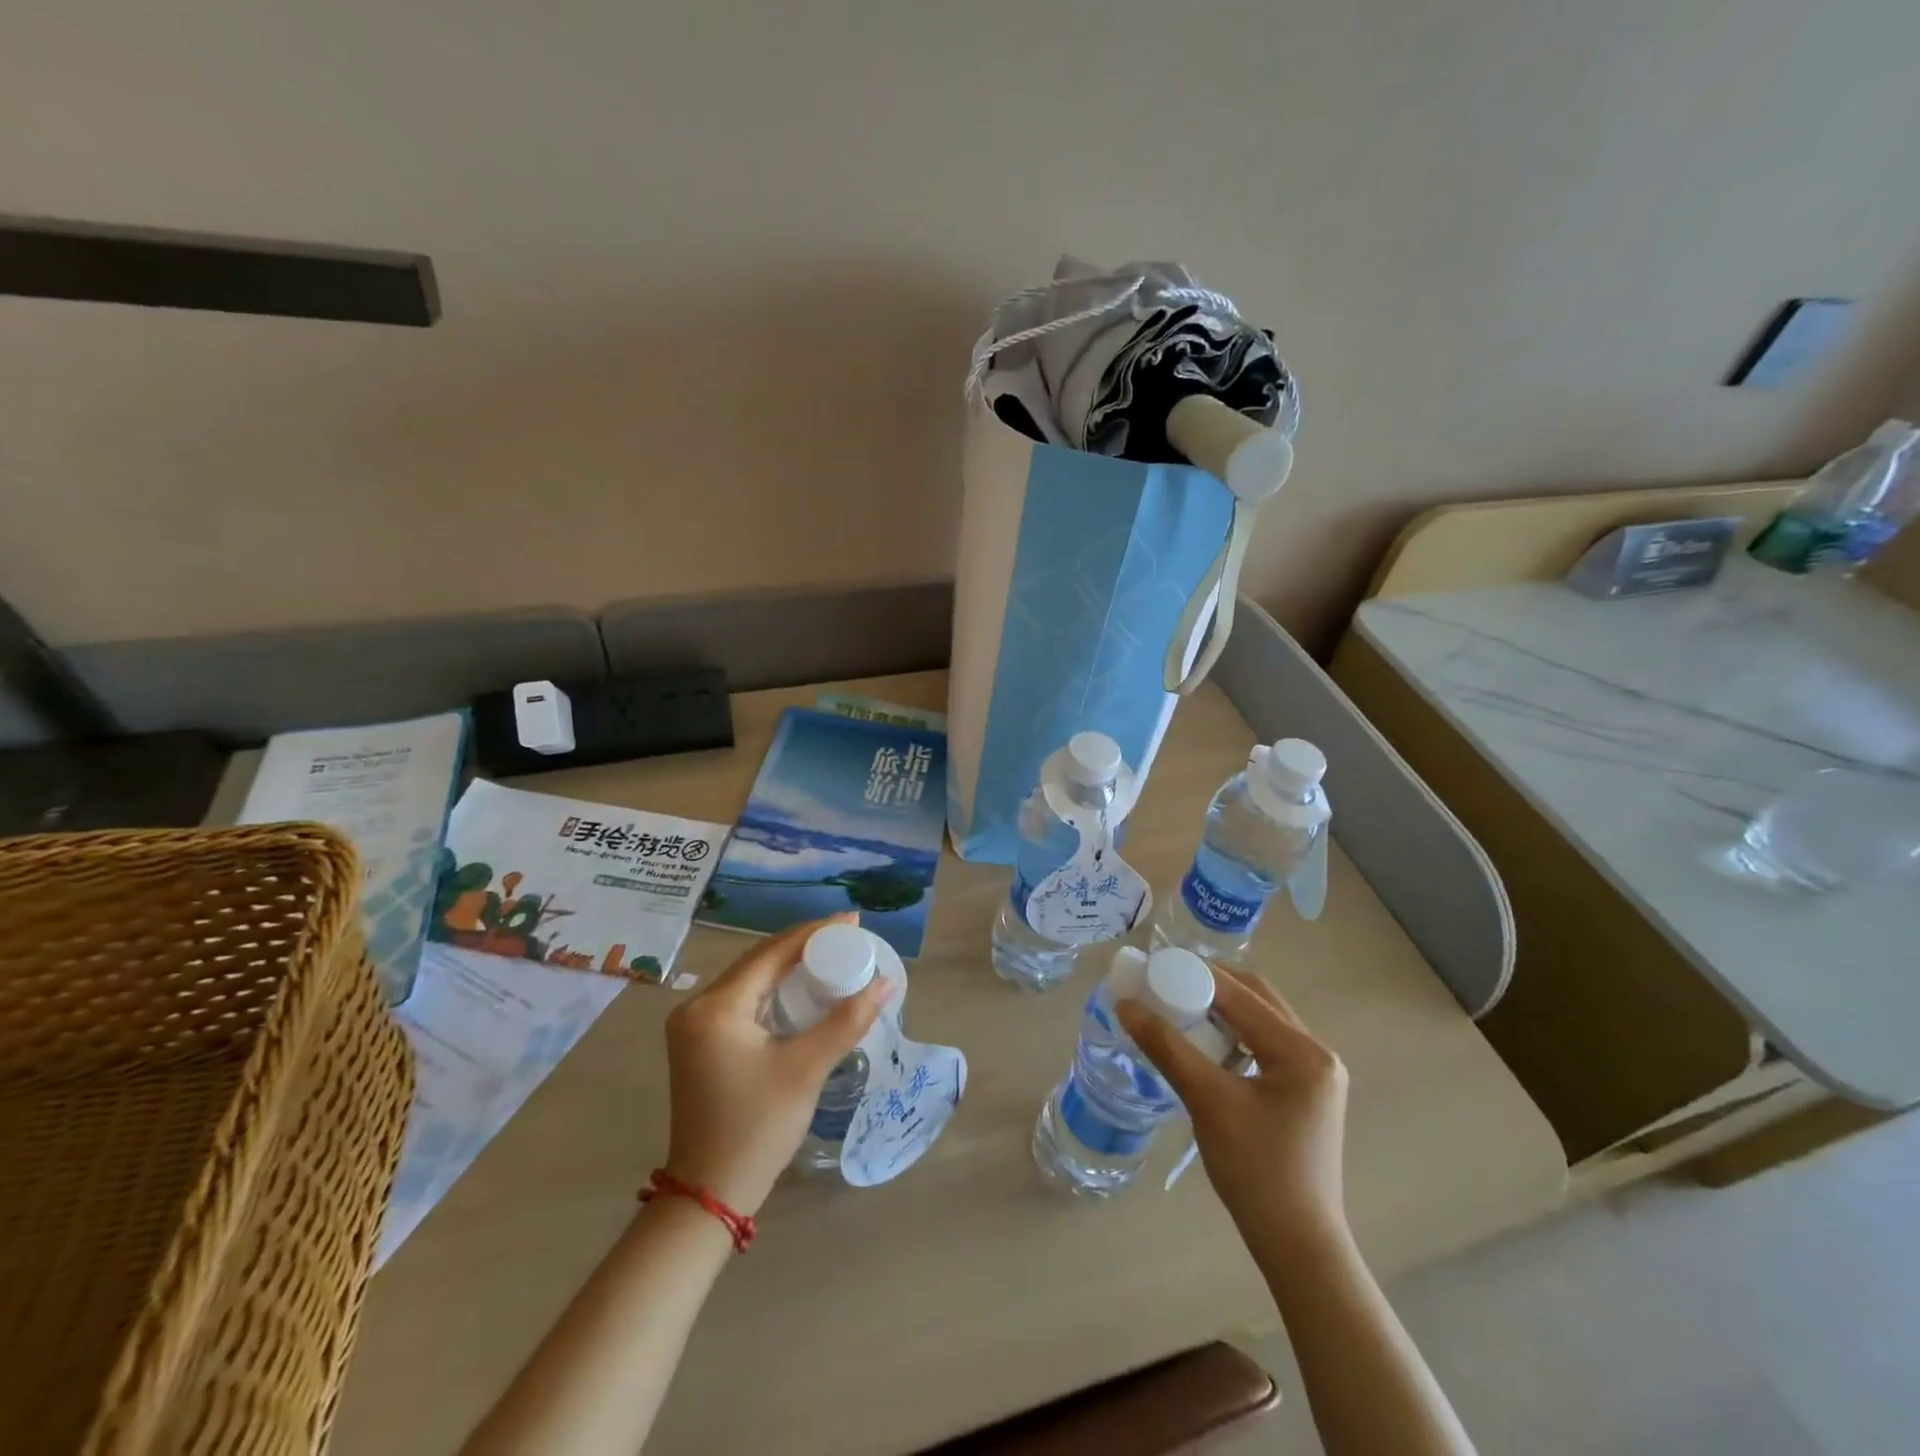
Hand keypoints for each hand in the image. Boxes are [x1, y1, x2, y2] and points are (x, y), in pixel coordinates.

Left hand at [662, 913, 888, 1214]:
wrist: (710, 1193)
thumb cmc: (758, 1127)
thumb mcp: (807, 1069)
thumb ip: (847, 1021)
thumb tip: (886, 982)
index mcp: (715, 1007)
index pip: (771, 953)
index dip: (813, 933)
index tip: (852, 921)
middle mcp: (697, 1007)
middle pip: (758, 960)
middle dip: (803, 945)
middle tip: (847, 935)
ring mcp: (694, 1026)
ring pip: (751, 979)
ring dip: (789, 965)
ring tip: (832, 953)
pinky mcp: (701, 1043)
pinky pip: (744, 999)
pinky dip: (774, 989)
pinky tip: (803, 986)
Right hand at [1118, 966, 1348, 1249]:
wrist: (1298, 1245)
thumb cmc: (1256, 1171)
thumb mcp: (1207, 1101)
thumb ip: (1167, 1048)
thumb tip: (1126, 1006)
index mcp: (1302, 1051)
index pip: (1241, 994)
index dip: (1195, 975)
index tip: (1154, 967)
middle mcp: (1316, 1053)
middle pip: (1256, 998)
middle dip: (1210, 986)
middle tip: (1166, 985)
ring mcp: (1316, 1074)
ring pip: (1261, 1020)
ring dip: (1222, 1010)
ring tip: (1180, 1010)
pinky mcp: (1306, 1093)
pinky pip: (1265, 1045)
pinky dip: (1234, 1035)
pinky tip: (1205, 1046)